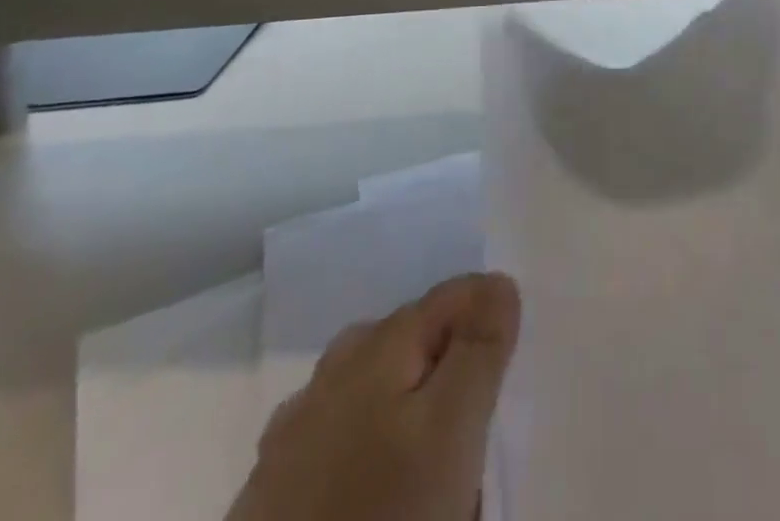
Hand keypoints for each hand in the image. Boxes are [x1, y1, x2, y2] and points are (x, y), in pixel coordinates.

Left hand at [229, 272, 518, 520]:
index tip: (506, 373)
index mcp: (378, 341)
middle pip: (413, 341)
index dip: (489, 322)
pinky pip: (342, 440)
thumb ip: (479, 348)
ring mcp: (295, 427)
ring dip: (407, 408)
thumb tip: (498, 282)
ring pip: (374, 389)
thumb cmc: (384, 515)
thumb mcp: (452, 430)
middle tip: (476, 427)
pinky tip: (375, 488)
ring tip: (430, 465)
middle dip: (449, 365)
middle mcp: (334, 365)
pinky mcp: (273, 488)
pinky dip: (369, 449)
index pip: (454, 295)